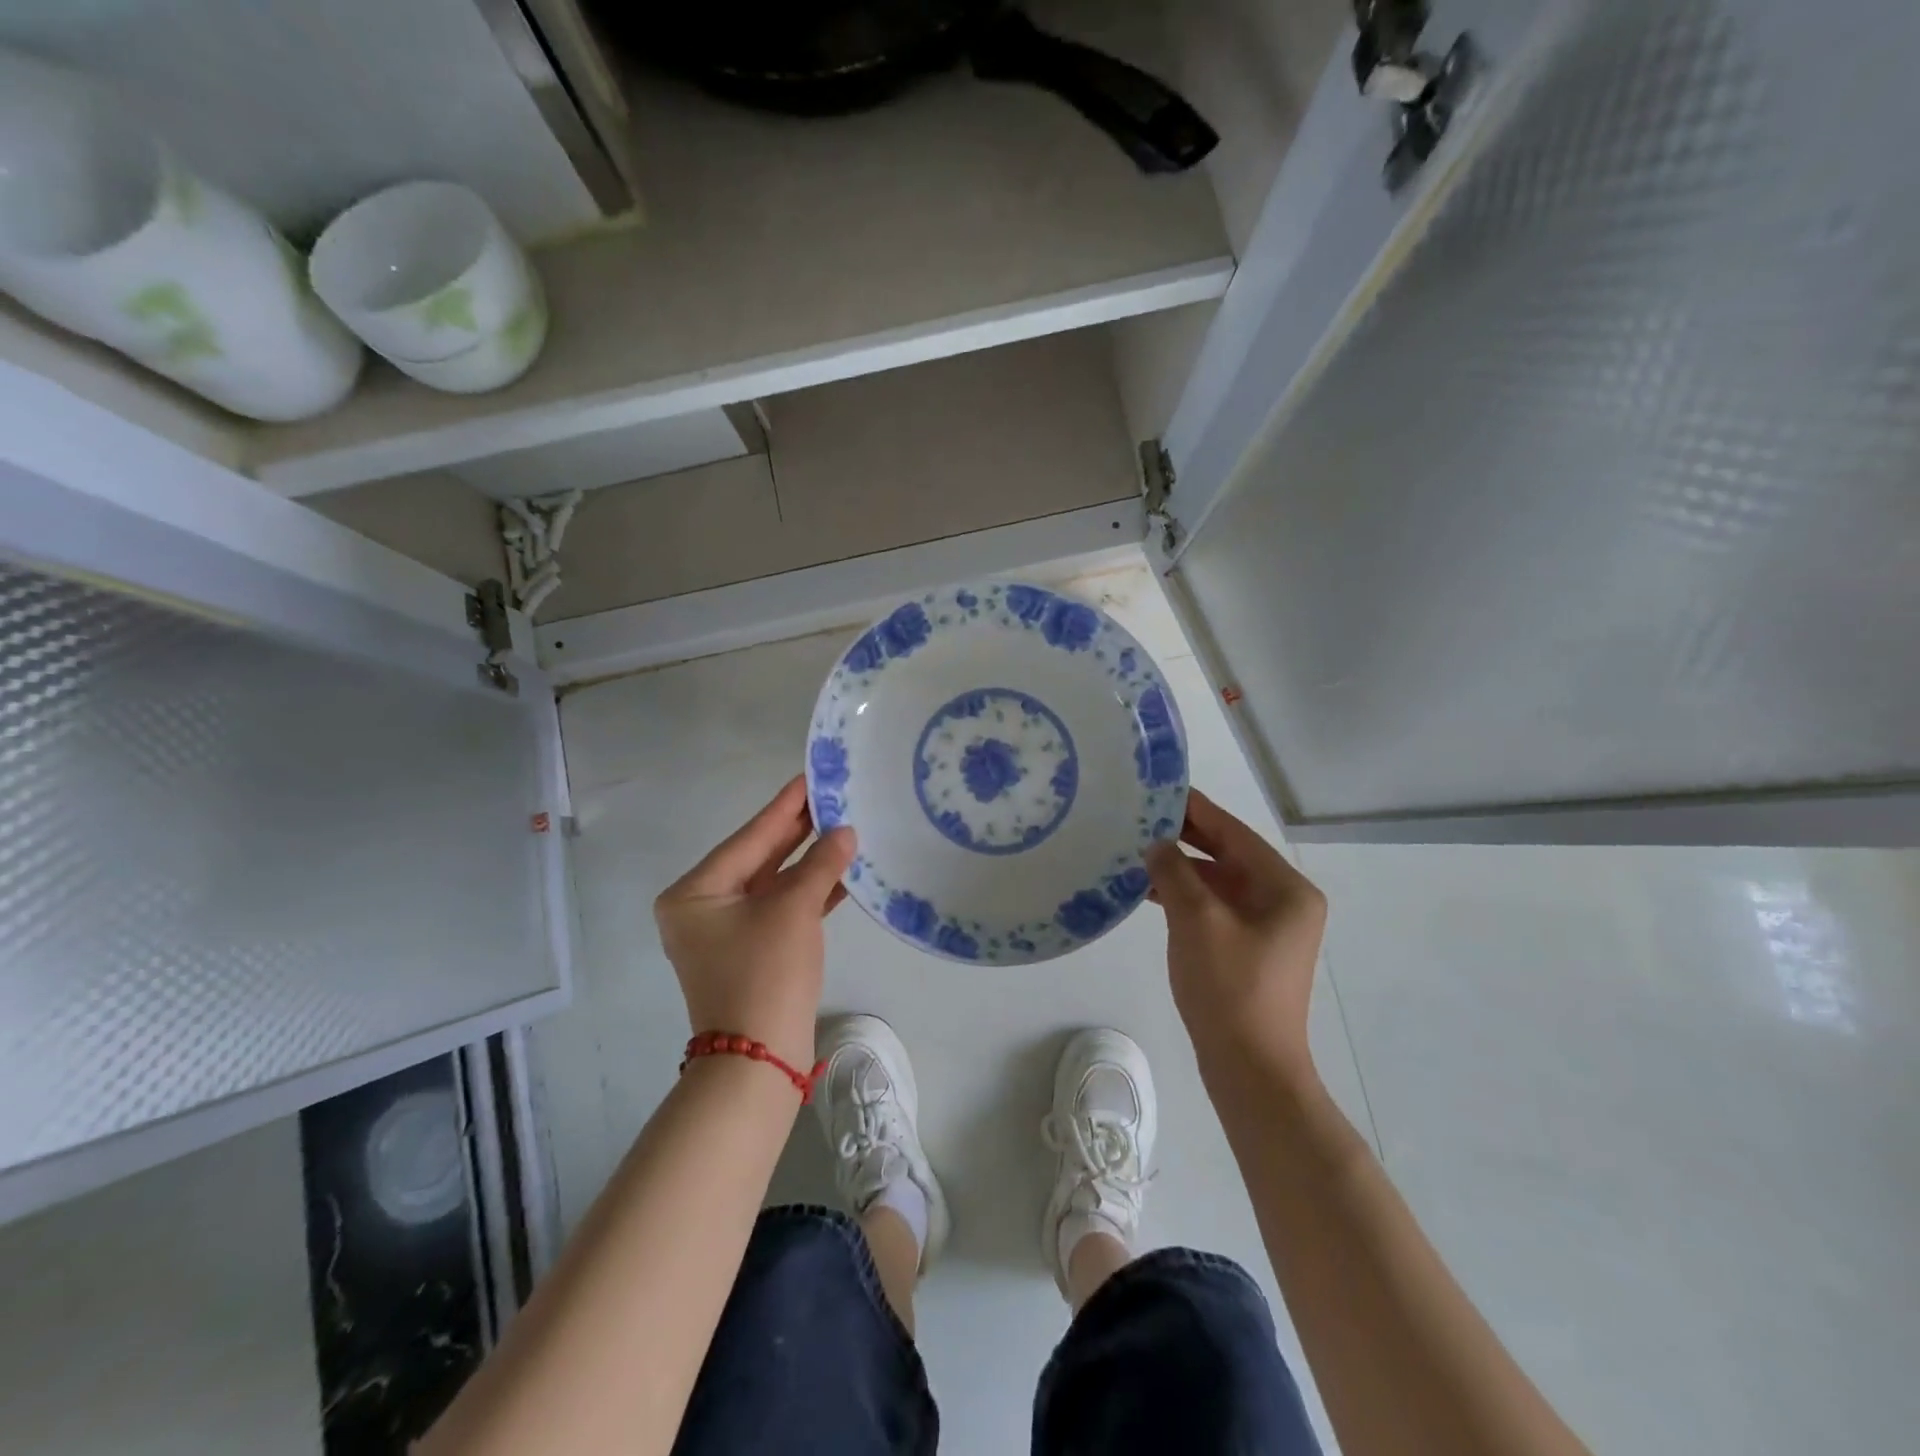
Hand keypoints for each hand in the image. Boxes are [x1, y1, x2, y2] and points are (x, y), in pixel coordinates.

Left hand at [654, 776, 855, 1070]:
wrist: (758, 1060)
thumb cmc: (765, 974)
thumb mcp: (793, 911)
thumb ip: (820, 865)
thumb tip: (846, 832)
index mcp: (695, 892)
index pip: (749, 838)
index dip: (784, 807)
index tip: (810, 776)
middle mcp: (703, 907)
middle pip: (759, 857)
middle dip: (798, 830)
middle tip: (832, 795)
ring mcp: (726, 931)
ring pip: (773, 883)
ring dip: (809, 861)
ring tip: (843, 826)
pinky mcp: (751, 950)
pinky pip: (780, 908)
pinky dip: (809, 892)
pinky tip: (841, 871)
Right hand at [1145, 789, 1327, 1079]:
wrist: (1250, 1069)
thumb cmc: (1230, 988)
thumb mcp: (1197, 921)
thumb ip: (1175, 872)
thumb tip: (1157, 844)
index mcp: (1285, 889)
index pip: (1234, 833)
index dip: (1196, 810)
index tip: (1159, 789)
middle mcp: (1283, 901)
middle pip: (1228, 856)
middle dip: (1184, 838)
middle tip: (1139, 817)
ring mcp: (1267, 928)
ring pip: (1218, 883)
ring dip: (1180, 869)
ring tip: (1135, 851)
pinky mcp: (1248, 949)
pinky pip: (1213, 908)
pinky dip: (1184, 897)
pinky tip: (1149, 892)